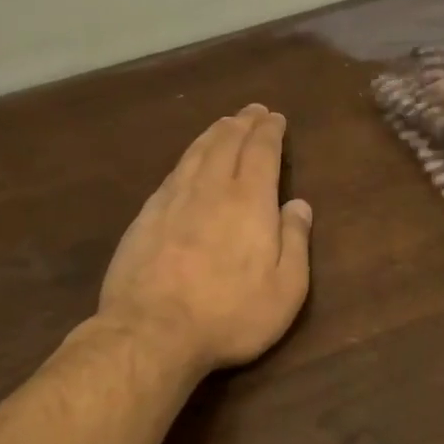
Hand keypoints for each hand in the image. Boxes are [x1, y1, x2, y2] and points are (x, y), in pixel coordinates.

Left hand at [98, 104, 313, 372]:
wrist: (152, 332)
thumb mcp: (285, 289)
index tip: (275, 118)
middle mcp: (210, 189)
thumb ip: (295, 242)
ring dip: (213, 134)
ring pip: (195, 153)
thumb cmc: (229, 315)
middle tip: (252, 111)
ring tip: (224, 124)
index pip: (260, 151)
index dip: (269, 131)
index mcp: (249, 201)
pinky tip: (188, 162)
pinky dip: (187, 158)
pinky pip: (172, 174)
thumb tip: (299, 204)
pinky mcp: (145, 218)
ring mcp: (172, 201)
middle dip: (242, 123)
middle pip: (226, 143)